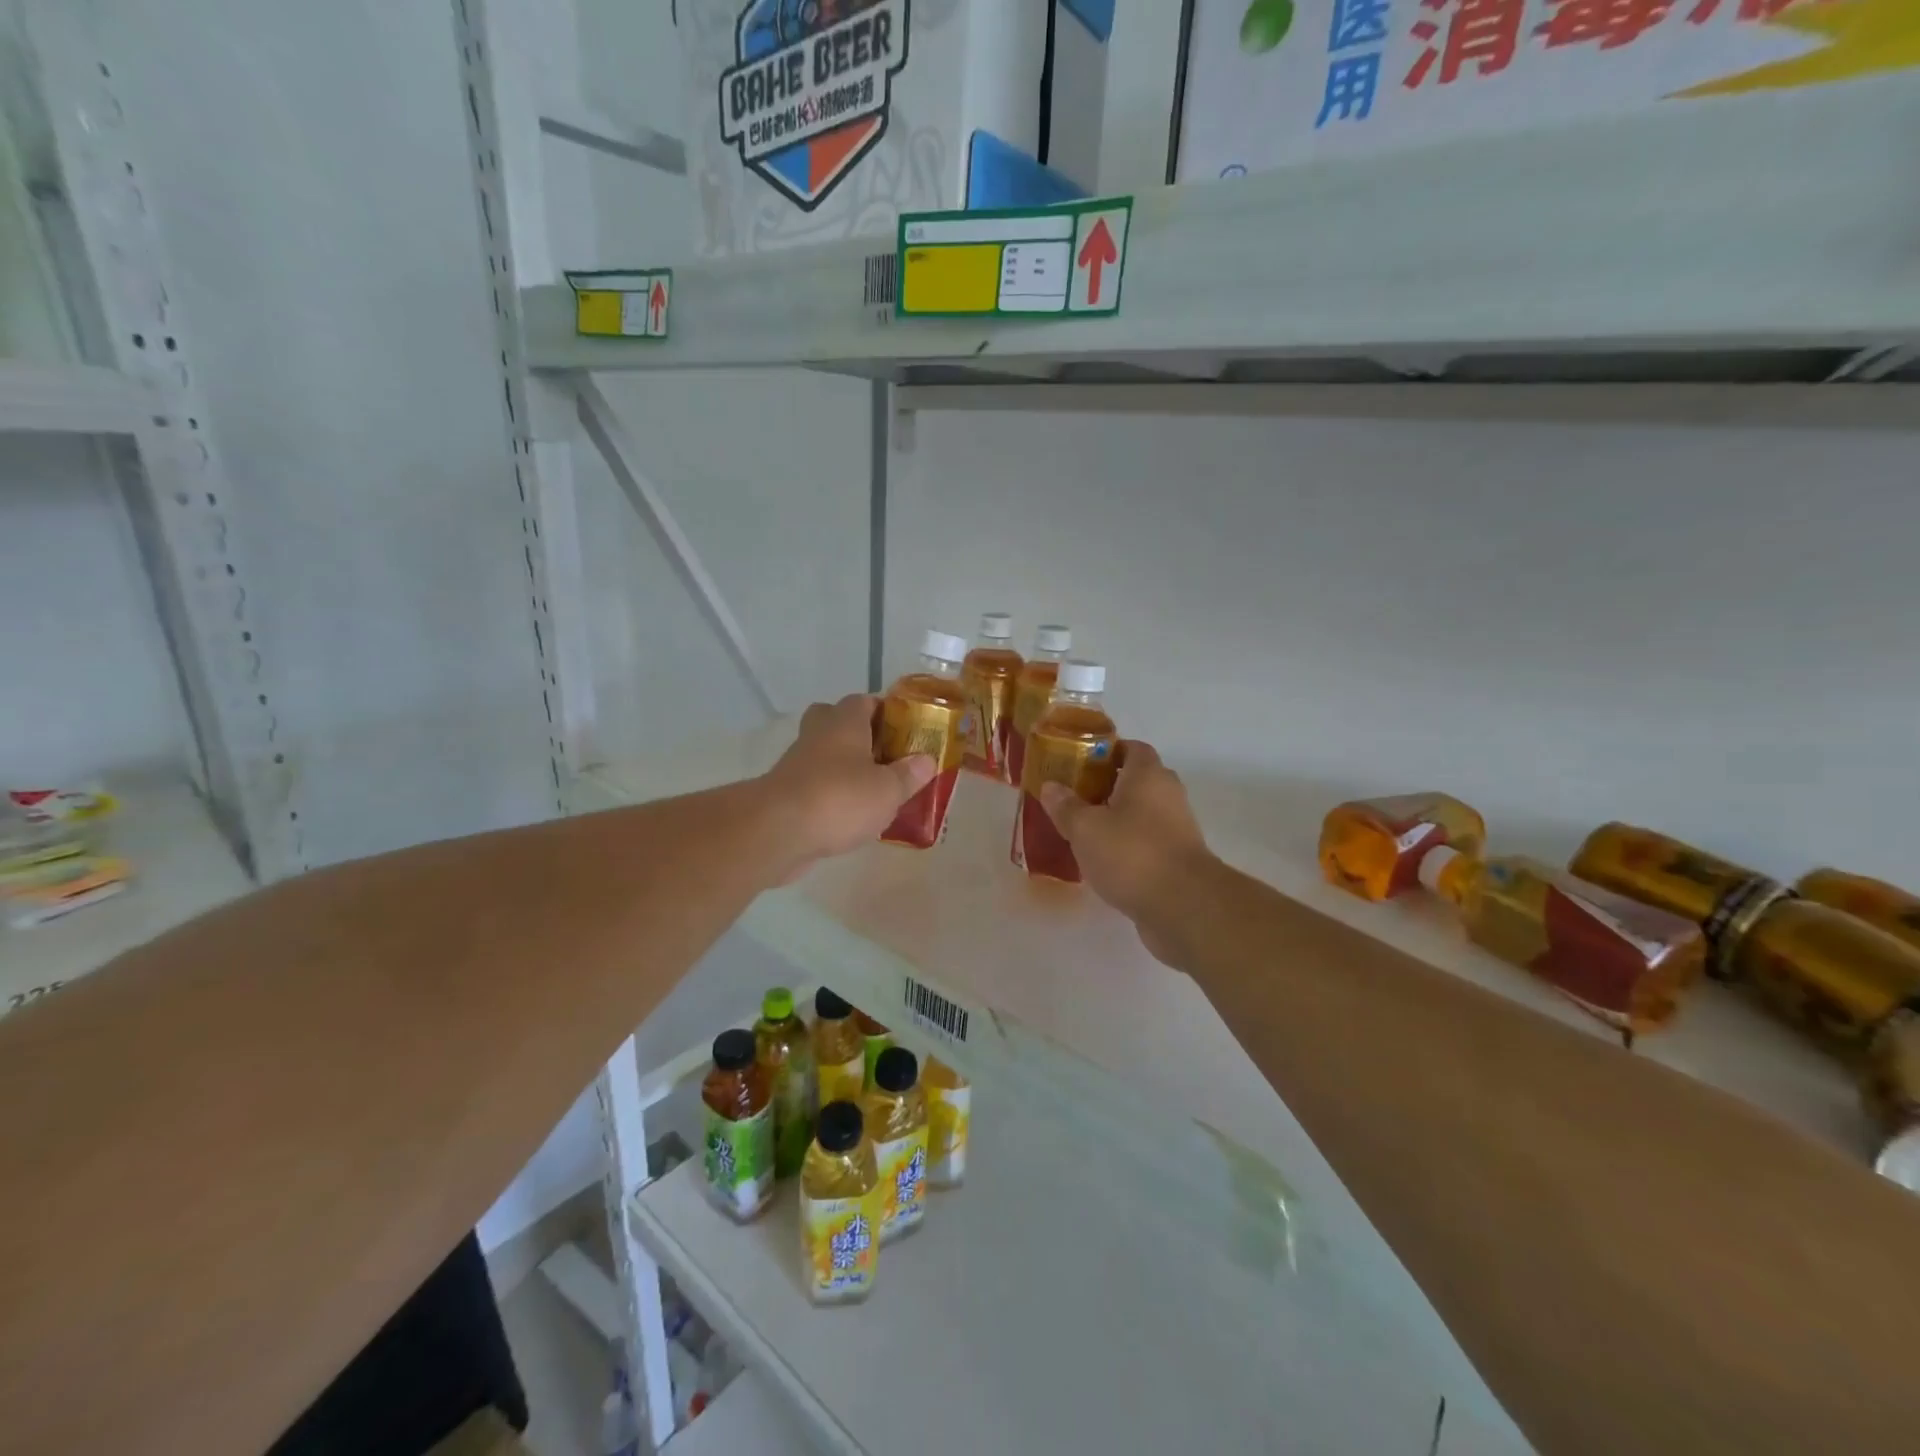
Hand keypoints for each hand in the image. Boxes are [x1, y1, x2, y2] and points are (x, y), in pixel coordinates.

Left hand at [763, 694, 933, 872]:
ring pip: (824, 754)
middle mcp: (818, 734)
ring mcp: (797, 763)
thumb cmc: (840, 799)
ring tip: (875, 791)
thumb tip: (926, 760)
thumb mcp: (888, 789)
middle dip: (860, 735)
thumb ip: (909, 774)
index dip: (885, 712)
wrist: (778, 831)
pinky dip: (831, 793)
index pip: (865, 701)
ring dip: (845, 767)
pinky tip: (852, 816)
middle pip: (837, 721)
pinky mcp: (786, 793)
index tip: (905, 731)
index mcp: (845, 722)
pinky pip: (815, 784)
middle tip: (885, 756)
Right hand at [1039, 741, 1216, 953]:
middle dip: (1105, 787)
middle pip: (1135, 780)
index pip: (1131, 748)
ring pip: (1141, 813)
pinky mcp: (1178, 859)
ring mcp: (1177, 828)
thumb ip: (1066, 806)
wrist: (1183, 906)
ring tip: (1081, 830)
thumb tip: (1051, 786)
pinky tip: (1102, 860)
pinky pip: (1147, 841)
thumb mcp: (1086, 828)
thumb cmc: (1131, 854)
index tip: (1078, 763)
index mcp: (1148, 775)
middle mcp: (1168, 794)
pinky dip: (1126, 845)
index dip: (1105, 751)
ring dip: (1115, 819)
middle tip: (1073, 797)